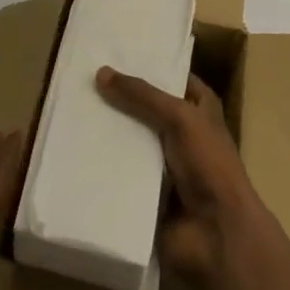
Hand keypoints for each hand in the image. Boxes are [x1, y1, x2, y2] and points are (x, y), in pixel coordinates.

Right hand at [95, 66, 262, 289]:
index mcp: (201, 111)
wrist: (217, 235)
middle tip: (83, 81)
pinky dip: (104, 165)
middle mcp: (184, 134)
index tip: (113, 54)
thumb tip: (100, 72)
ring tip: (72, 111)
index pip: (174, 79)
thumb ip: (142, 95)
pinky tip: (75, 150)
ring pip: (132, 141)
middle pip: (147, 110)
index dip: (150, 66)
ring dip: (109, 133)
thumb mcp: (179, 117)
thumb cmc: (208, 165)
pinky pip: (122, 173)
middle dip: (120, 99)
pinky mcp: (148, 194)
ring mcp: (165, 166)